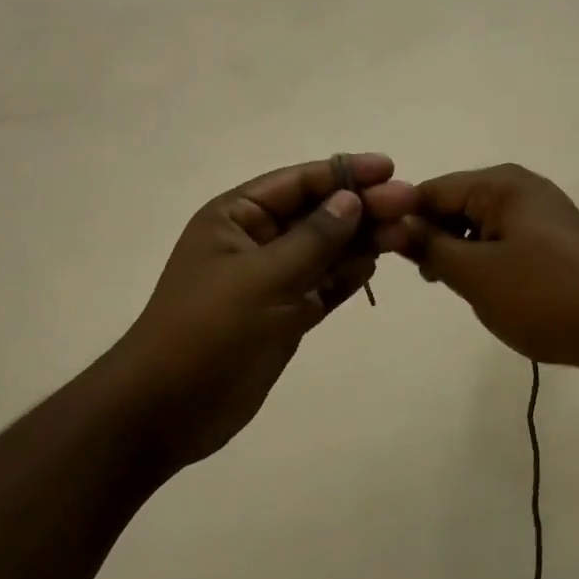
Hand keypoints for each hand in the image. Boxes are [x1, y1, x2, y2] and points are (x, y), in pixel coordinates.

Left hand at [117, 154, 415, 468]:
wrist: (168, 410)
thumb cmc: (206, 330)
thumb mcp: (261, 278)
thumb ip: (312, 238)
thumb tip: (350, 199)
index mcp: (236, 217)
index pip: (298, 182)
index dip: (344, 173)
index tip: (389, 169)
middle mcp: (256, 240)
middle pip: (318, 214)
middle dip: (361, 207)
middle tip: (410, 203)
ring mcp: (272, 279)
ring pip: (326, 250)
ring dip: (362, 240)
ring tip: (405, 232)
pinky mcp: (285, 314)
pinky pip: (323, 285)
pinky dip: (347, 275)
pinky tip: (374, 264)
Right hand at [390, 163, 578, 369]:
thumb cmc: (543, 297)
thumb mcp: (475, 274)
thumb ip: (429, 246)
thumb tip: (394, 226)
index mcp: (501, 184)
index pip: (432, 190)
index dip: (404, 220)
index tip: (386, 255)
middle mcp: (521, 186)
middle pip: (456, 203)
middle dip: (435, 238)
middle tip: (429, 279)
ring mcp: (541, 211)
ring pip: (478, 223)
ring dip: (460, 252)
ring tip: (459, 289)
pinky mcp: (553, 237)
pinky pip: (504, 238)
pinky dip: (487, 259)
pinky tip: (489, 289)